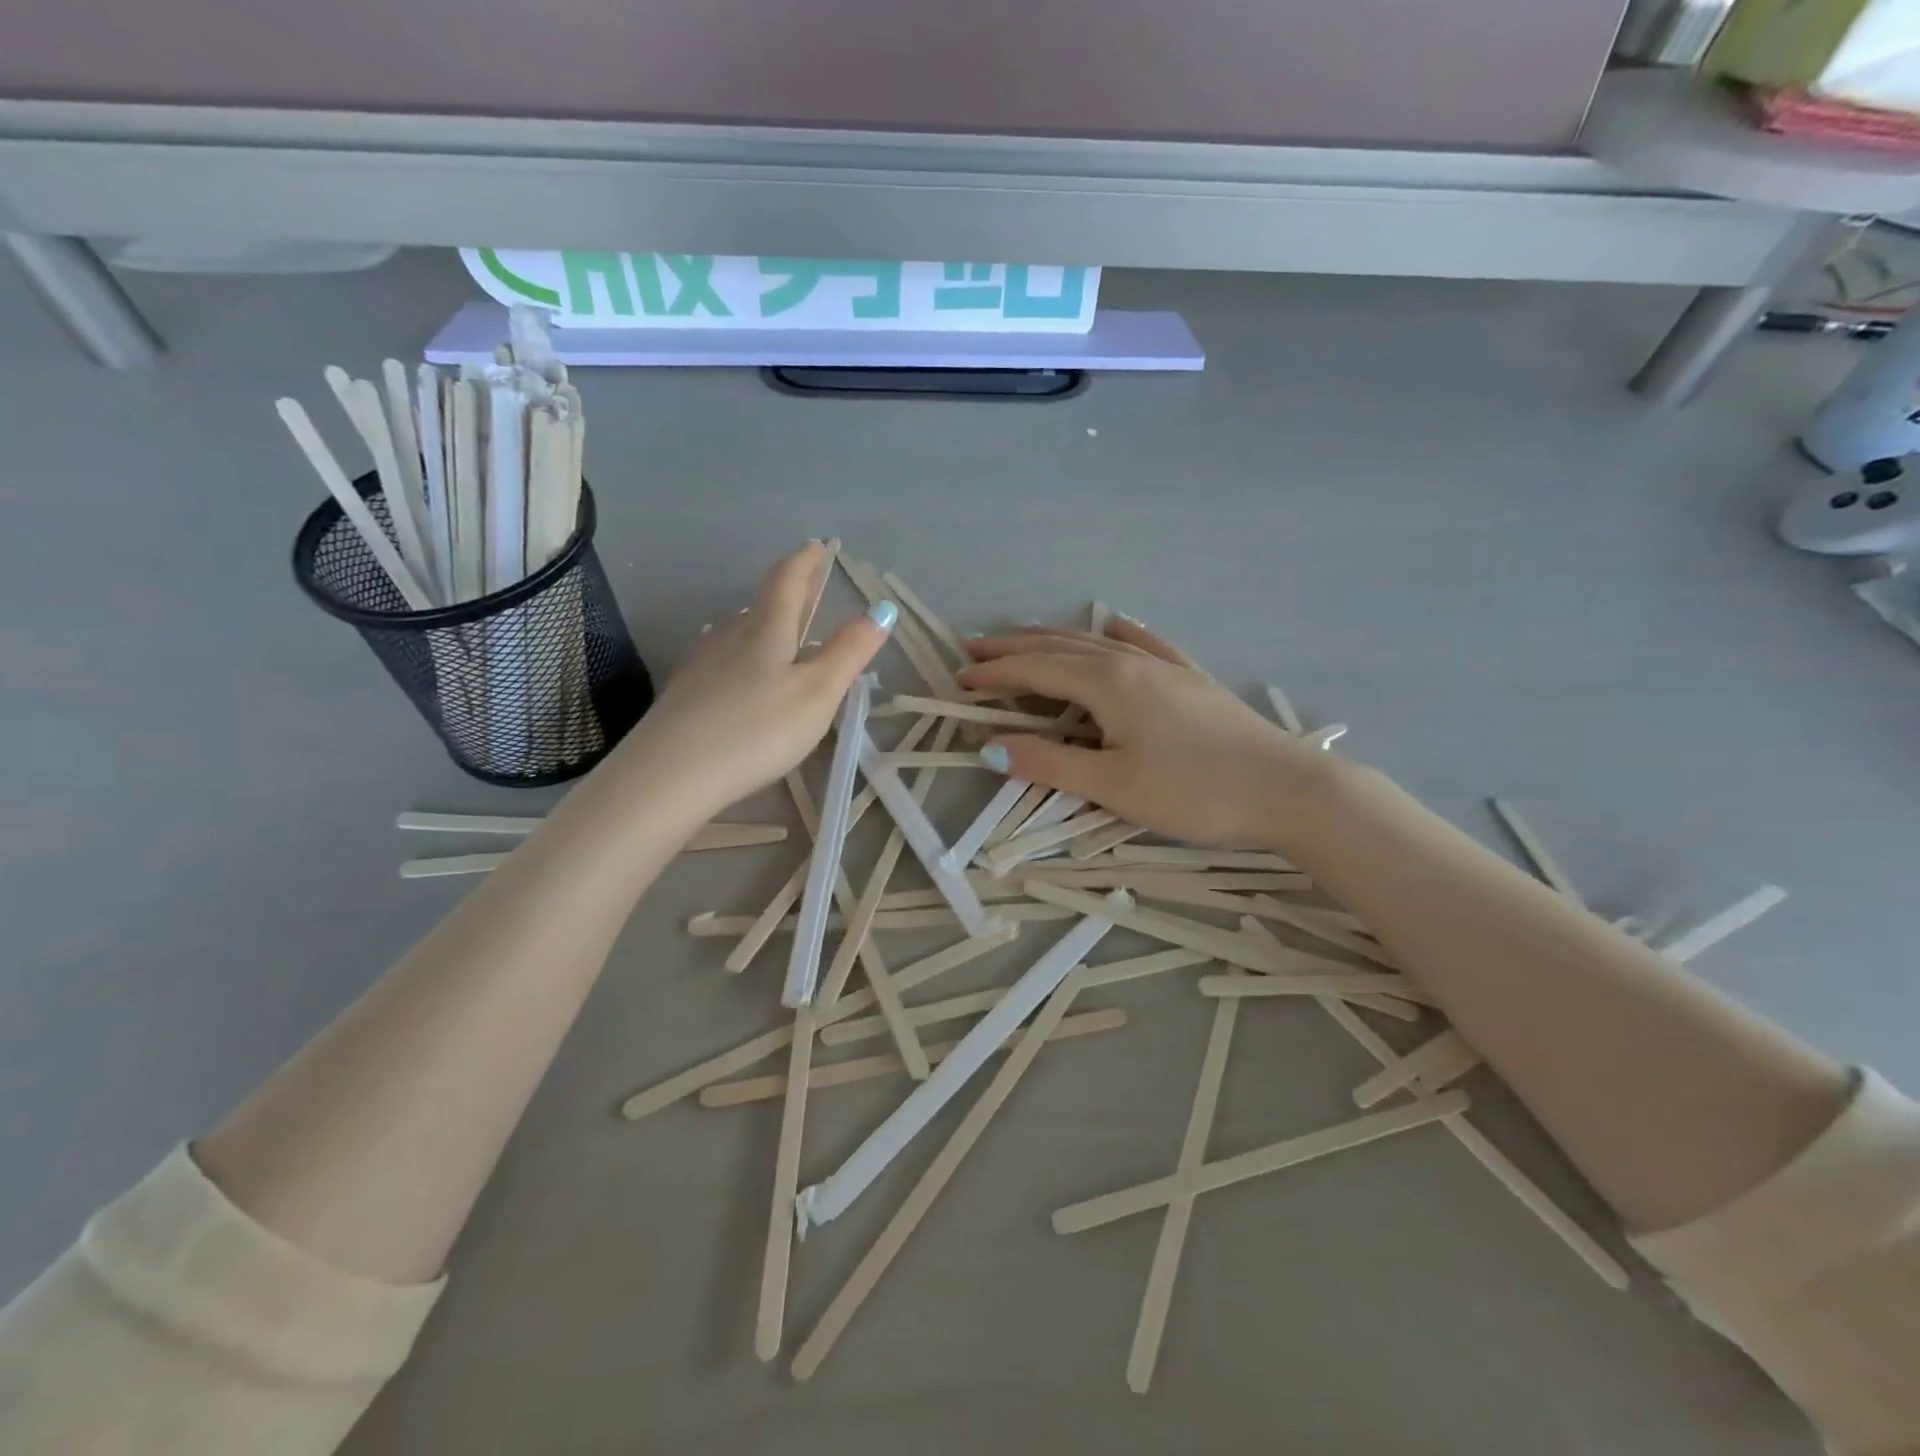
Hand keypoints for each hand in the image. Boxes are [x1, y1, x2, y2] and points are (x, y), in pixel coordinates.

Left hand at [611, 542, 891, 819]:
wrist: (669, 775)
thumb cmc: (755, 731)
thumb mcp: (817, 694)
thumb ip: (849, 651)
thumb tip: (881, 608)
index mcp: (766, 631)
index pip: (787, 581)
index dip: (806, 561)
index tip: (818, 546)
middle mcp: (730, 637)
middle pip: (761, 605)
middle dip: (789, 593)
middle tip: (808, 585)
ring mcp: (702, 665)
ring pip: (739, 632)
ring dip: (763, 624)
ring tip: (780, 630)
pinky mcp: (685, 694)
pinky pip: (722, 660)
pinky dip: (742, 656)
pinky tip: (740, 674)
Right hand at [957, 617, 1333, 850]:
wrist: (1285, 789)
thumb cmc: (1193, 792)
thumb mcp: (1113, 785)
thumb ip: (1049, 763)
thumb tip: (990, 747)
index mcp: (1108, 684)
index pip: (1036, 671)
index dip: (995, 675)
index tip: (959, 679)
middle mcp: (1131, 663)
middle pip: (1060, 647)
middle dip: (1014, 649)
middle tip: (974, 651)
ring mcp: (1165, 667)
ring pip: (1097, 642)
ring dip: (1054, 639)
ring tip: (1023, 638)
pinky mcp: (1191, 679)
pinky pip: (1145, 645)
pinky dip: (1119, 634)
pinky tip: (1115, 625)